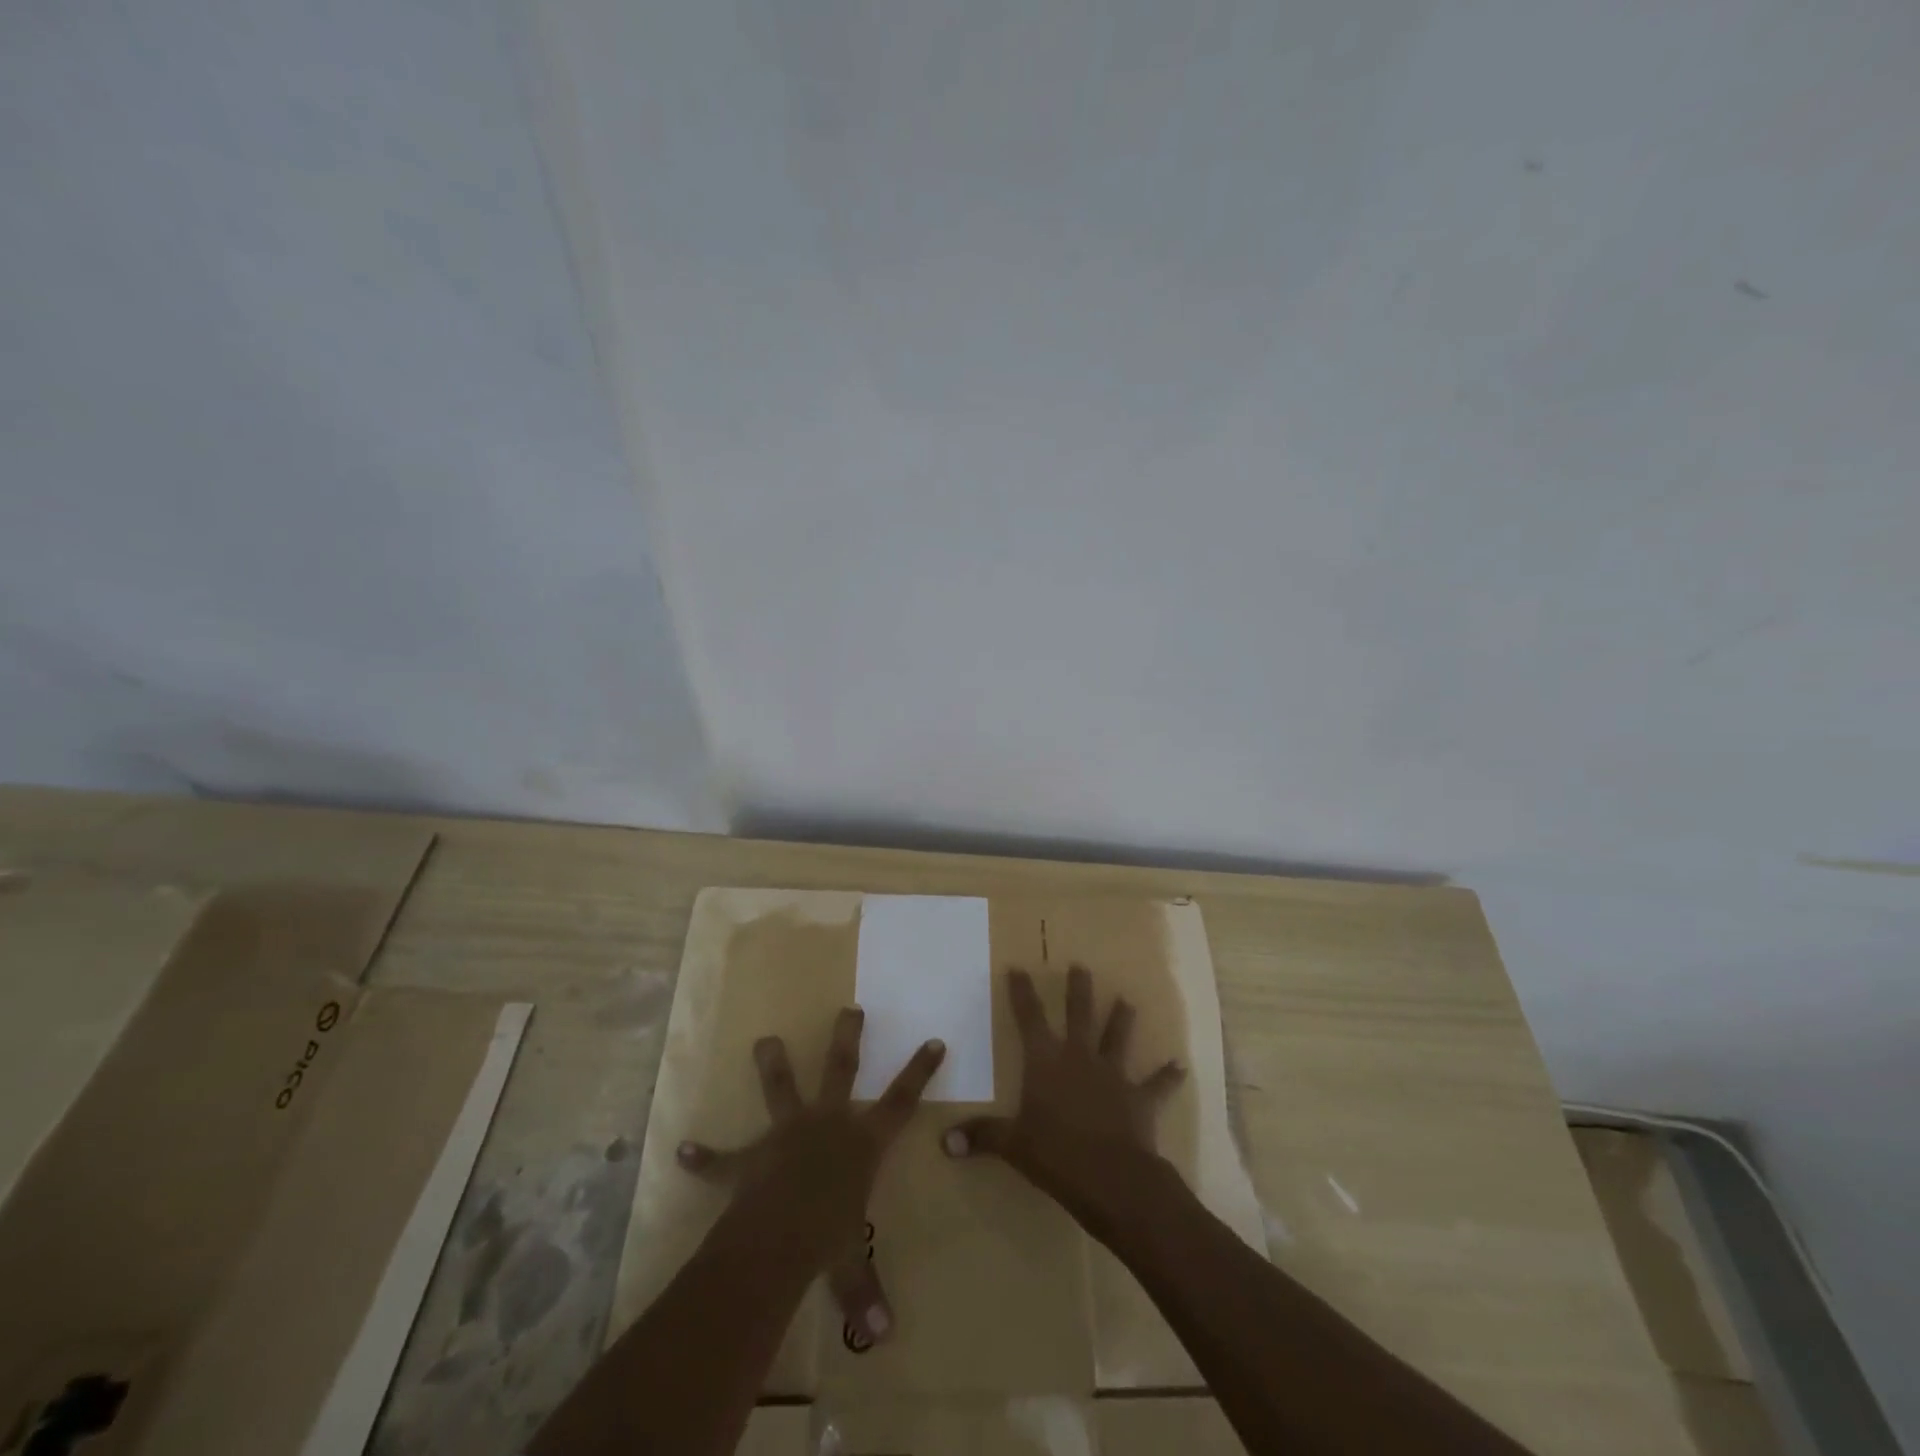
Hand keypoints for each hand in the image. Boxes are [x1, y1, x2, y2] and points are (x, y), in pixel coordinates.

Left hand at [674, 1007, 942, 1345]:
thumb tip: (885, 1336)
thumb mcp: (850, 1264)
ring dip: (772, 1064)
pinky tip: (683, 1151)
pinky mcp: (751, 1158)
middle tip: (850, 1009)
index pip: (900, 1102)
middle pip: (841, 1070)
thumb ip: (865, 1290)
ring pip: (781, 1088)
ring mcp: (786, 1133)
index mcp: (861, 1143)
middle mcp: (827, 1124)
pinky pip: (724, 1159)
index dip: (919, 1072)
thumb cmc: (827, 1239)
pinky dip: (705, 1157)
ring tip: (764, 1040)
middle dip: (848, 1038)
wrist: (778, 1238)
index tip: (933, 1041)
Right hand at [943, 965, 1182, 1223]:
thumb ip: (981, 1137)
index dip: (1022, 992)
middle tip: (1081, 966)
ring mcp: (1113, 1074)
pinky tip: (1180, 1066)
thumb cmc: (1055, 1154)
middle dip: (1078, 989)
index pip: (1029, 1018)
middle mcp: (1079, 1057)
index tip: (1018, 967)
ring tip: (1127, 1000)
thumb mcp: (1012, 1145)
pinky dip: (1168, 1075)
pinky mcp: (1140, 1098)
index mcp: (1046, 1061)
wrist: (1111, 1177)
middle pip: (1079, 1014)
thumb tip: (944, 1143)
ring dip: (1122, 1019)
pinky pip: (1157, 1084)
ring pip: (1117, 1037)